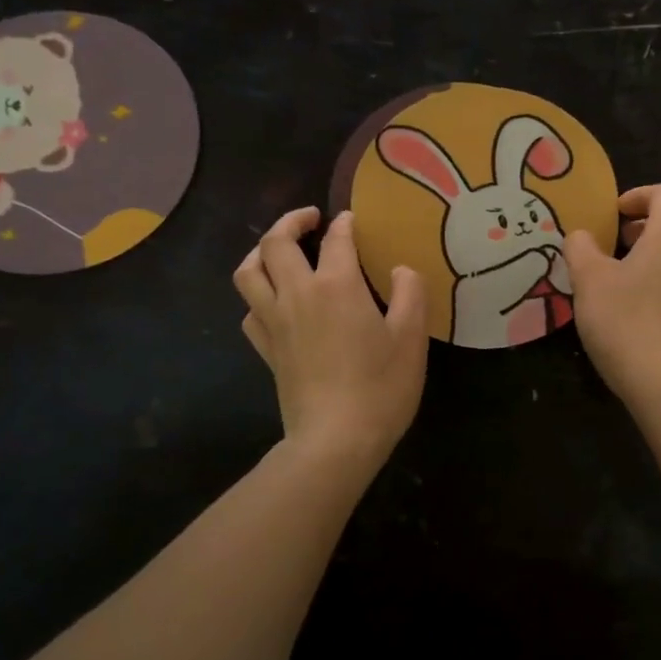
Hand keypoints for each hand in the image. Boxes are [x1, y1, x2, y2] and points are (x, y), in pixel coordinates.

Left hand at [234, 207, 426, 471]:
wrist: (335, 440)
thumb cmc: (381, 387)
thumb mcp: (411, 337)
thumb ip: (410, 293)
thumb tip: (400, 268)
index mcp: (336, 285)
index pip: (336, 238)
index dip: (344, 223)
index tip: (352, 219)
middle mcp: (298, 294)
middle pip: (276, 243)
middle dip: (291, 222)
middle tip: (310, 219)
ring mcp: (274, 322)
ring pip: (248, 272)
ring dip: (260, 252)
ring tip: (278, 251)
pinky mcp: (266, 349)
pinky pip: (249, 310)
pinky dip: (258, 296)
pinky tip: (274, 302)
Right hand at [563, 184, 660, 404]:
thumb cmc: (623, 318)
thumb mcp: (588, 278)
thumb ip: (581, 246)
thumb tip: (581, 236)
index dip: (638, 195)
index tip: (612, 213)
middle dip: (641, 225)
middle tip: (611, 242)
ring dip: (650, 253)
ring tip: (618, 274)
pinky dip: (658, 278)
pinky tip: (633, 305)